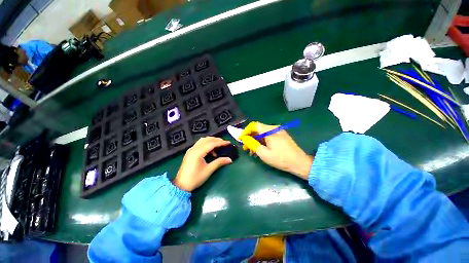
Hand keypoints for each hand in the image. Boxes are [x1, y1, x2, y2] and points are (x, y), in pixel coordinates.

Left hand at [173, 137, 232, 191]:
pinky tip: (211, 151)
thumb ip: (219, 162)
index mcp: (198, 152)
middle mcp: (194, 148)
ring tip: (218, 146)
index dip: (221, 142)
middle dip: (217, 140)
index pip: (212, 143)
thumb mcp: (208, 170)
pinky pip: (200, 144)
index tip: (228, 143)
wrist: (181, 185)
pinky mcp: (190, 152)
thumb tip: (229, 159)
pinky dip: (207, 144)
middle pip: (207, 139)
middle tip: (224, 143)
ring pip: (203, 140)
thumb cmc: (195, 178)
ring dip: (211, 141)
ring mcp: (191, 150)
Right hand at [239, 122, 312, 179]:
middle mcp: (274, 128)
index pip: (253, 125)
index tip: (241, 139)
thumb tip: (244, 138)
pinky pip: (268, 136)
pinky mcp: (281, 135)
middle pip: (258, 129)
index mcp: (270, 131)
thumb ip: (252, 144)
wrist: (300, 163)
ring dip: (256, 140)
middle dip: (250, 138)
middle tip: (245, 148)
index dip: (245, 131)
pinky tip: (260, 149)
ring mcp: (278, 131)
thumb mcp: (263, 153)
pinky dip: (262, 141)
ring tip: (252, 151)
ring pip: (262, 133)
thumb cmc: (281, 159)